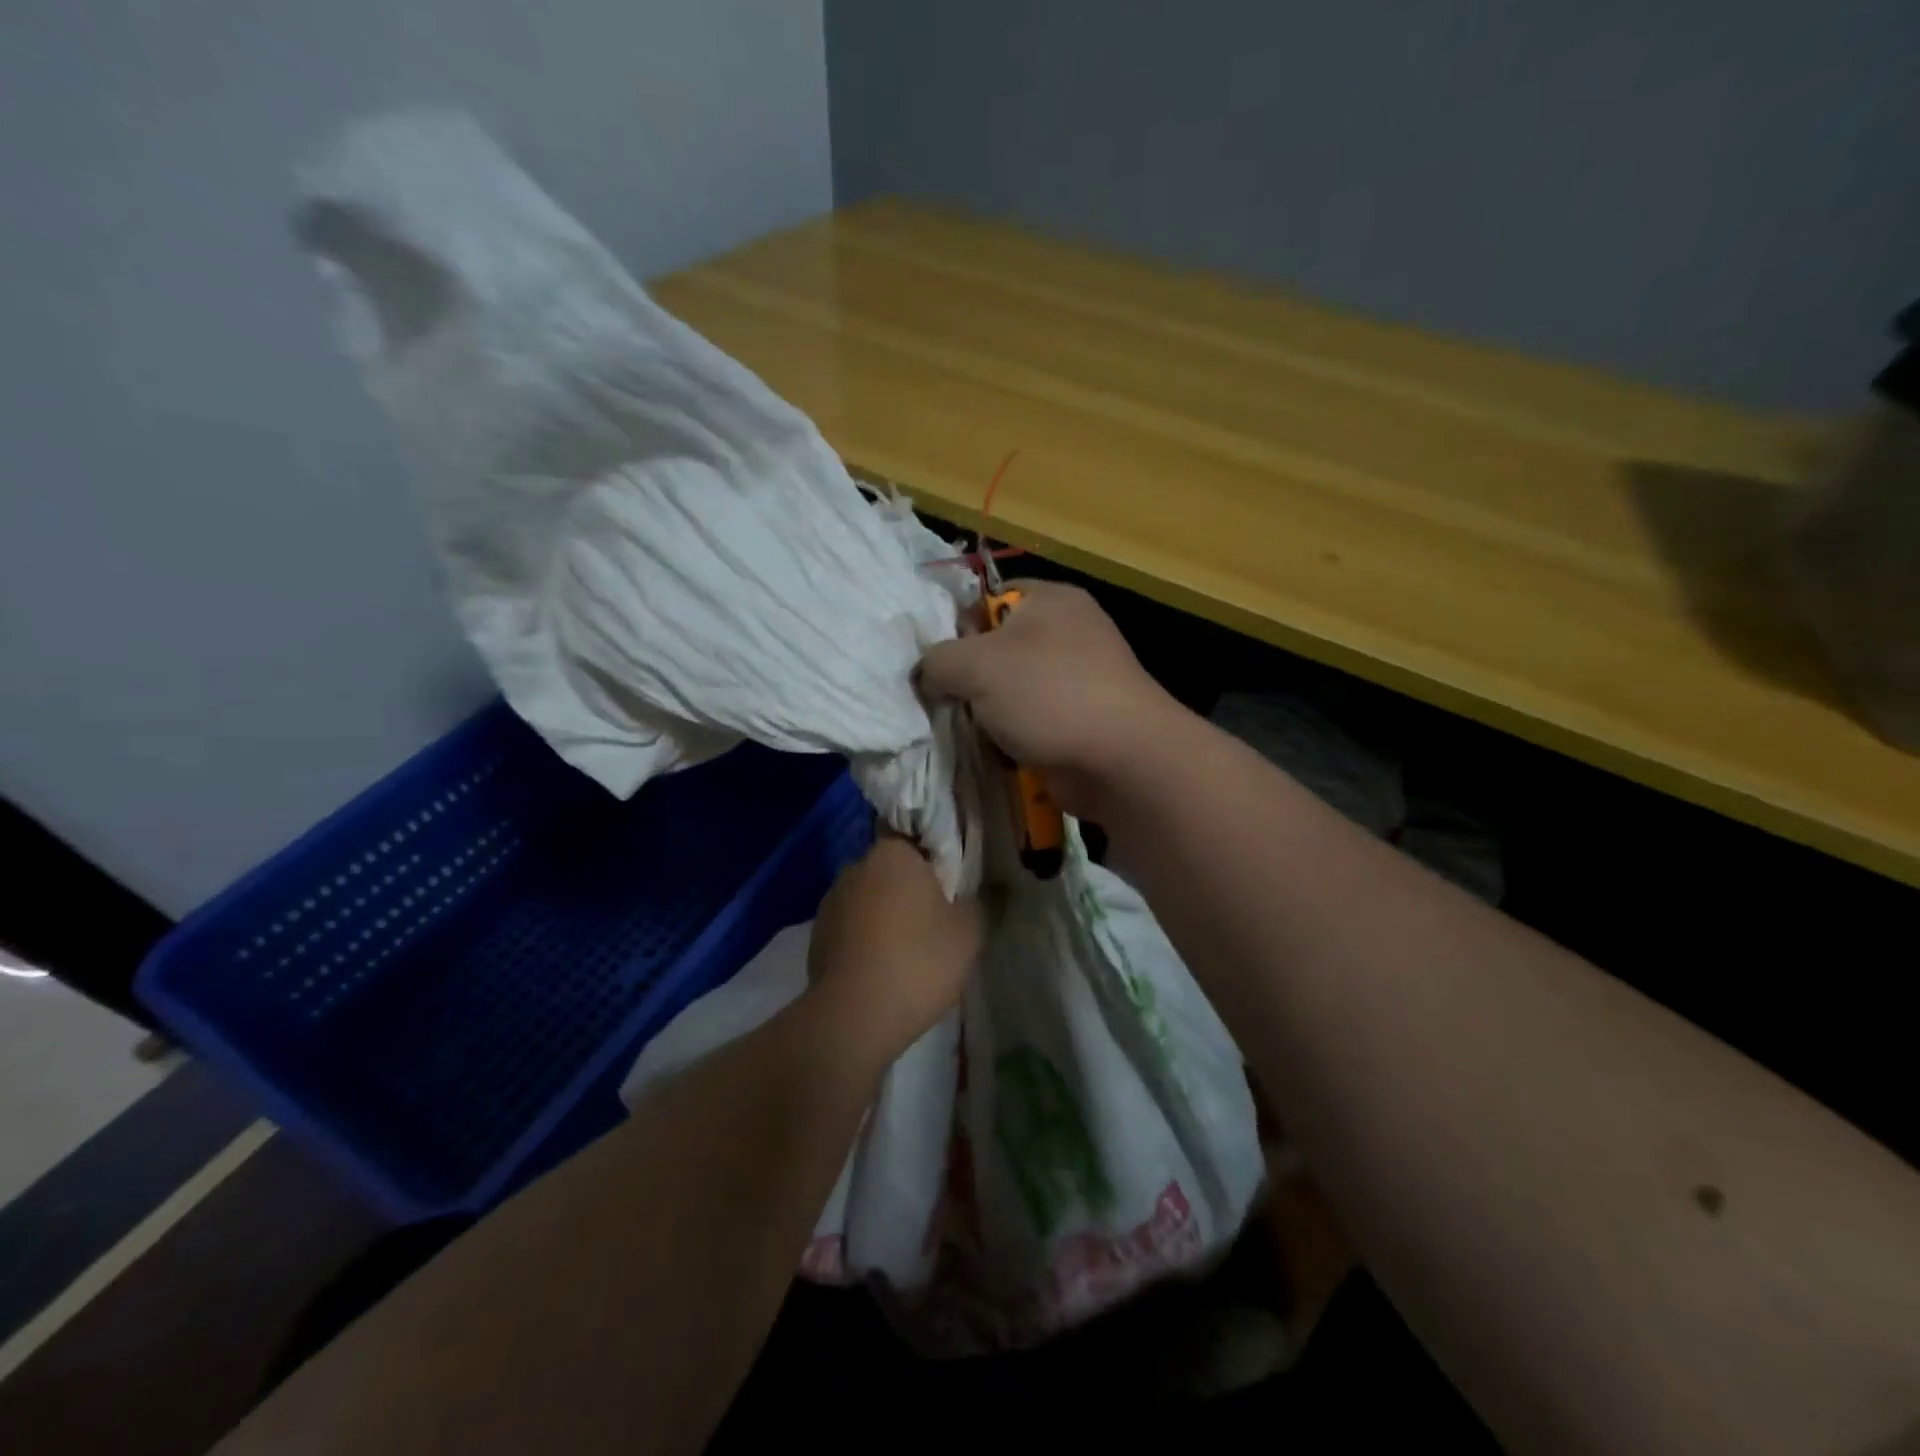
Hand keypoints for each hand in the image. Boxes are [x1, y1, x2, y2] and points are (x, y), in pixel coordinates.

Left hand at [804, 831, 982, 1063]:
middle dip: (909, 893)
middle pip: (891, 873)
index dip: (936, 866)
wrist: (854, 1017)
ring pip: (869, 902)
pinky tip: (881, 974)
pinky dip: (864, 944)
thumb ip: (979, 903)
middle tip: (934, 928)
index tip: (950, 894)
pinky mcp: (815, 937)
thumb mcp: (969, 932)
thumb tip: (980, 892)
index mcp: (892, 853)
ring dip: (884, 919)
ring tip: (906, 957)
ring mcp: (830, 902)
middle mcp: (855, 867)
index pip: (917, 842)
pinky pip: (850, 931)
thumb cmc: (919, 961)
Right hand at [916, 581, 1186, 818]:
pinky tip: (1002, 755)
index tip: (942, 661)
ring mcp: (1079, 680)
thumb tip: (929, 674)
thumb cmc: (1048, 695)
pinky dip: (1013, 739)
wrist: (1121, 761)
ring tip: (976, 733)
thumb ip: (937, 660)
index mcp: (1050, 600)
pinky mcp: (1081, 722)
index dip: (958, 626)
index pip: (989, 598)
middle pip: (997, 649)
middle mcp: (1068, 633)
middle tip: (951, 701)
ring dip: (988, 716)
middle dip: (970, 680)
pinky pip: (1030, 724)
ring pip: (1010, 692)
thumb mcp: (976, 664)